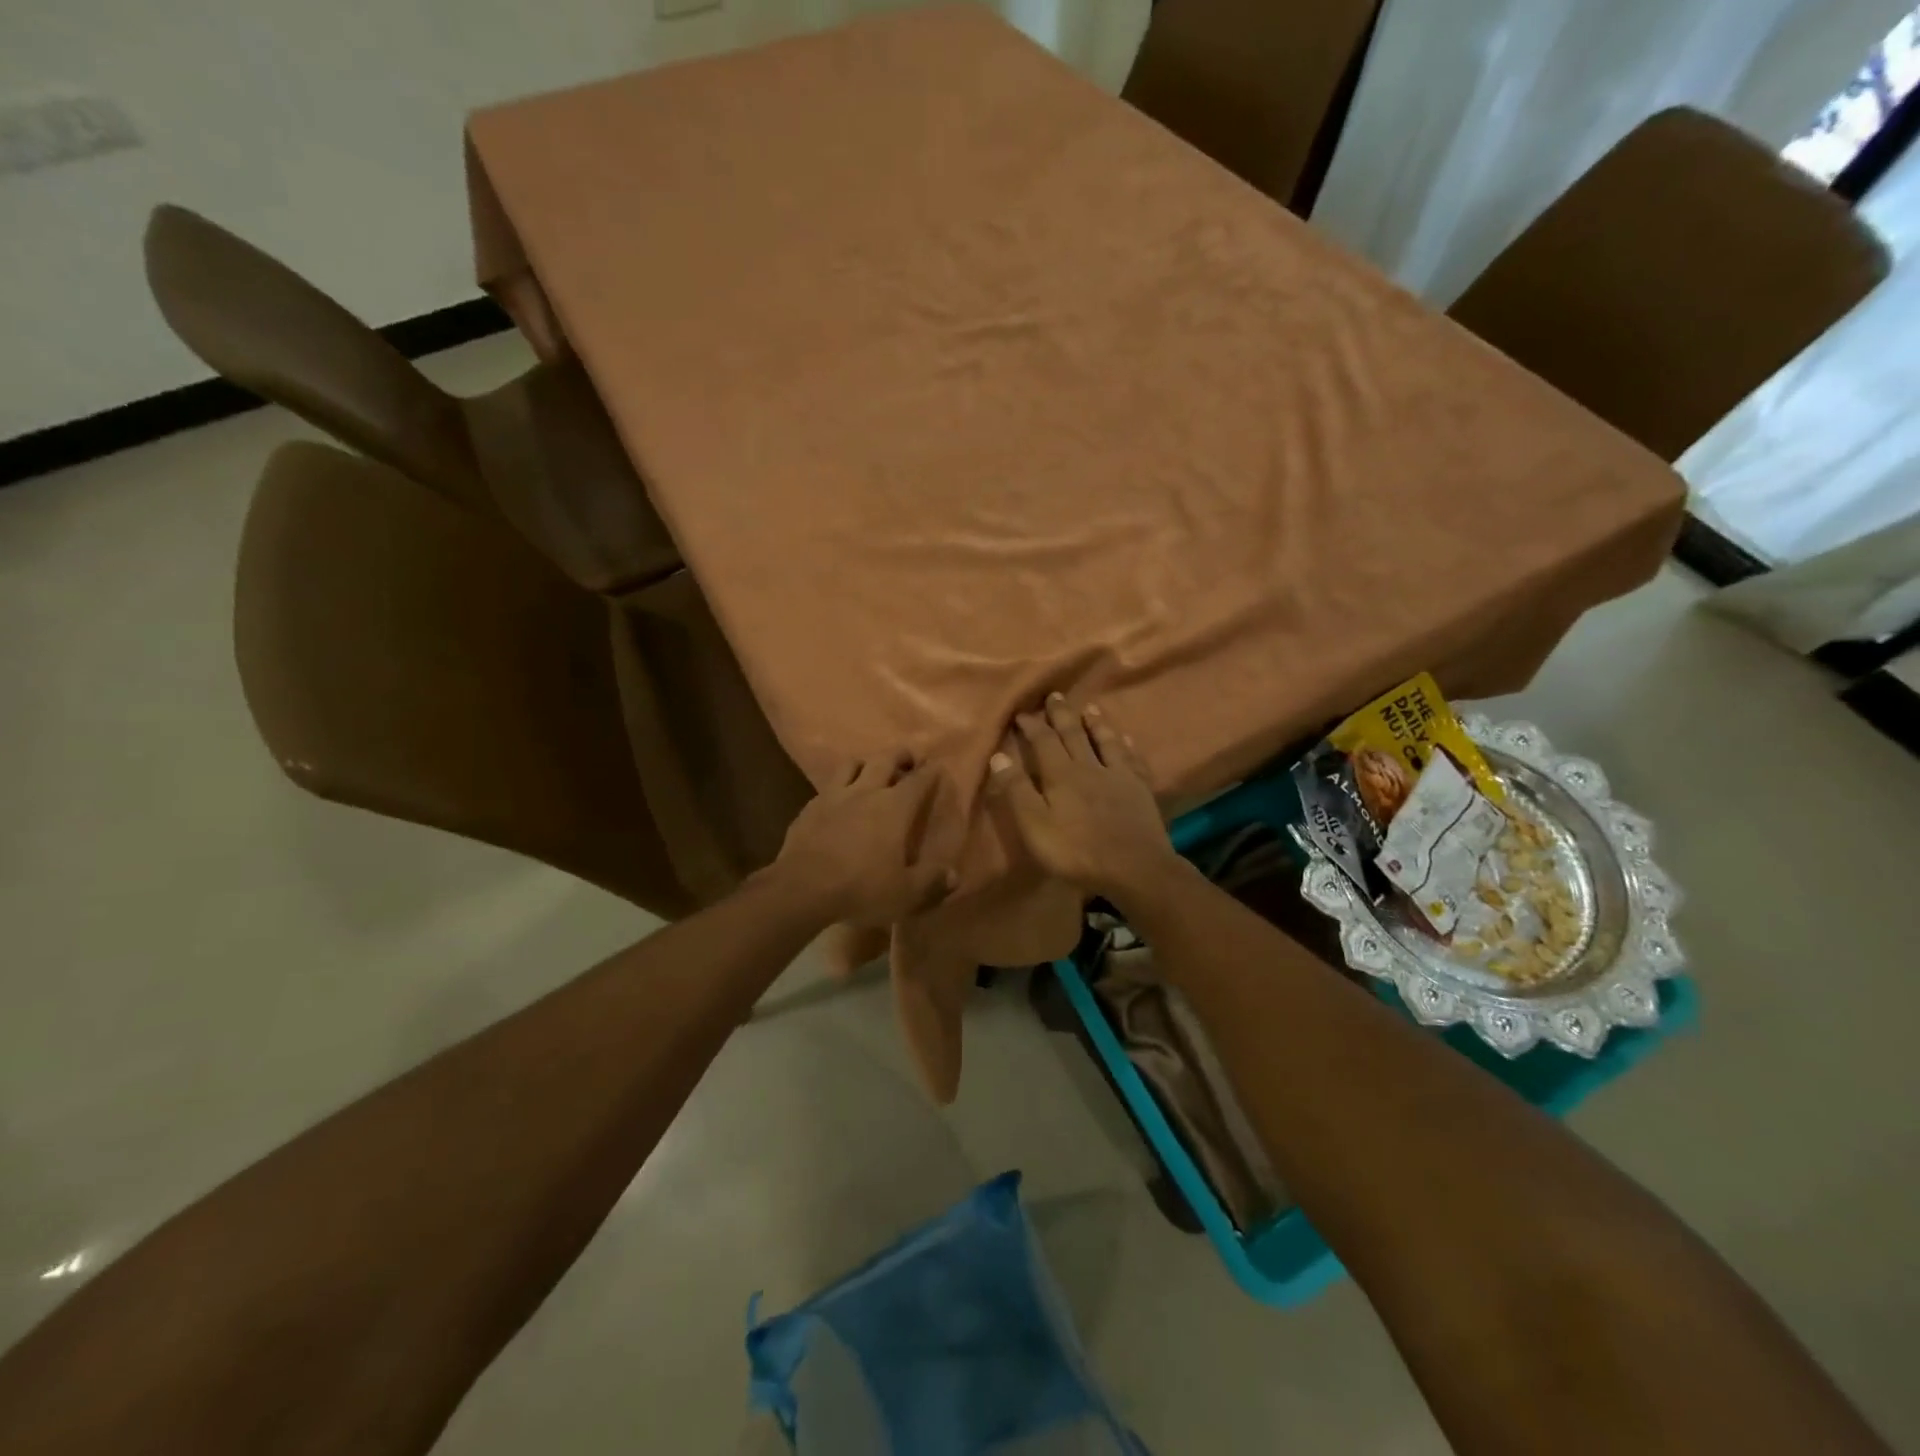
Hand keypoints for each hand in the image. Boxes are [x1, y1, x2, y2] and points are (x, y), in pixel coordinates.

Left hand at [774, 751, 958, 924]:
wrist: (801, 888)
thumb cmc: (861, 888)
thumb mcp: (905, 894)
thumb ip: (931, 882)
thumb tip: (953, 875)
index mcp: (894, 807)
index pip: (919, 780)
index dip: (930, 772)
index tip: (937, 766)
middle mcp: (866, 792)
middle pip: (885, 759)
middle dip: (900, 755)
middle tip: (909, 758)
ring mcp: (833, 796)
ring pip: (852, 765)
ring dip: (866, 763)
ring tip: (871, 771)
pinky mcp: (809, 808)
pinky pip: (827, 787)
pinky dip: (839, 787)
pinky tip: (838, 800)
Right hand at [986, 696, 1178, 902]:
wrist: (1134, 868)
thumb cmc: (1076, 851)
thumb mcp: (1035, 825)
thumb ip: (1017, 790)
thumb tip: (998, 756)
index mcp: (1061, 775)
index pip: (1043, 742)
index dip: (1032, 726)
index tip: (1022, 712)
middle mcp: (1090, 767)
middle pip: (1074, 734)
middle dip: (1062, 715)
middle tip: (1055, 695)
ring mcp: (1119, 776)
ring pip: (1105, 741)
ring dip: (1096, 723)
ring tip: (1090, 708)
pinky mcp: (1140, 790)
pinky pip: (1133, 760)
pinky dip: (1127, 747)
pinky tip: (1127, 740)